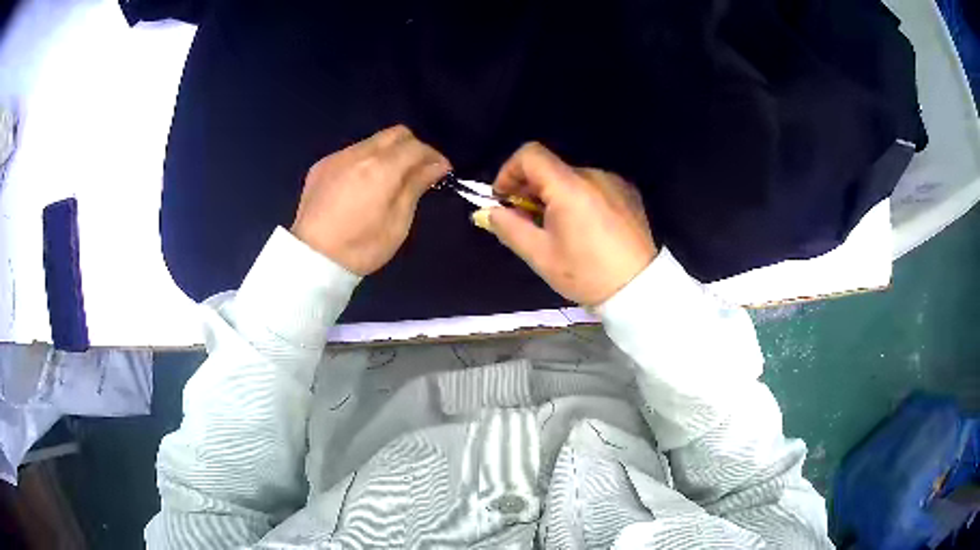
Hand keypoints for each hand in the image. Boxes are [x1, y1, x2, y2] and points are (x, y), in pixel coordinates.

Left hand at [291, 125, 450, 274]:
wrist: (312, 260)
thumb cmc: (362, 247)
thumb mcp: (398, 222)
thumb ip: (416, 185)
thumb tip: (437, 164)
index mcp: (381, 168)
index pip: (416, 146)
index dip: (433, 156)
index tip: (441, 171)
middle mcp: (359, 153)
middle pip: (395, 134)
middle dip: (412, 147)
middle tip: (418, 171)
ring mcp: (337, 157)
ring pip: (372, 141)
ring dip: (387, 153)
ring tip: (389, 179)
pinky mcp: (321, 166)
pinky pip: (351, 153)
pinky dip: (364, 162)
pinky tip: (361, 185)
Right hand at [476, 143, 656, 305]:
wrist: (639, 289)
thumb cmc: (586, 274)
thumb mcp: (540, 255)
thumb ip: (509, 227)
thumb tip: (488, 212)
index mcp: (569, 187)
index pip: (530, 154)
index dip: (509, 171)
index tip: (505, 198)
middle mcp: (593, 174)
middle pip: (550, 168)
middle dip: (530, 188)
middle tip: (527, 220)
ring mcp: (614, 181)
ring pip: (571, 178)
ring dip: (555, 195)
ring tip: (559, 228)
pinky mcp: (628, 192)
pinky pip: (593, 186)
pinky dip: (579, 198)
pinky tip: (585, 228)